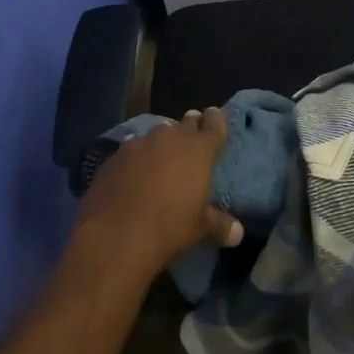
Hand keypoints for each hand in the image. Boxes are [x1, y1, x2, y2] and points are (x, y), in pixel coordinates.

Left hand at [73, 109, 243, 277]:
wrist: (115, 236)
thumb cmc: (168, 228)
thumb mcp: (199, 228)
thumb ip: (219, 224)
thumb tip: (238, 233)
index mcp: (199, 150)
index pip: (214, 123)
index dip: (216, 120)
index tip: (215, 118)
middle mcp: (171, 138)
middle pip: (186, 123)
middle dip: (191, 127)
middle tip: (192, 138)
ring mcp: (140, 143)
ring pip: (158, 133)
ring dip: (163, 141)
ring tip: (163, 155)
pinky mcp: (116, 155)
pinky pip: (132, 147)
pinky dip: (138, 155)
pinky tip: (134, 169)